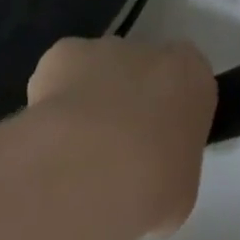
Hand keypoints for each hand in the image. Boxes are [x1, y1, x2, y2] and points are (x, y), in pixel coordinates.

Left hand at [26, 36, 215, 233]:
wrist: (92, 169)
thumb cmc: (154, 183)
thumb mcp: (179, 191)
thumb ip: (167, 168)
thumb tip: (145, 178)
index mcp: (191, 77)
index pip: (186, 81)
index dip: (168, 111)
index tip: (157, 145)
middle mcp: (150, 52)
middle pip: (140, 71)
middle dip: (127, 103)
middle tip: (113, 153)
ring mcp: (104, 49)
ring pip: (97, 71)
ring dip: (89, 102)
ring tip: (73, 155)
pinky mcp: (62, 54)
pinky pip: (58, 75)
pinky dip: (52, 101)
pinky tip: (47, 139)